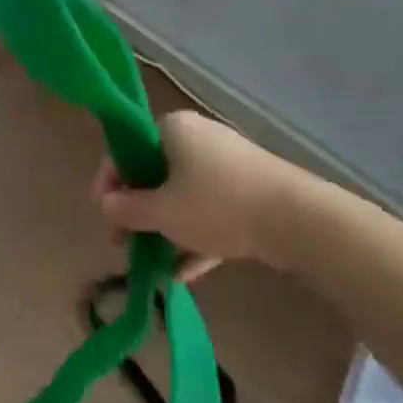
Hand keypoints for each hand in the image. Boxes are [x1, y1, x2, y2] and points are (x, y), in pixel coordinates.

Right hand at [96, 111, 310, 278]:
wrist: (297, 218)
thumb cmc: (216, 205)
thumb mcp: (161, 212)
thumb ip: (126, 209)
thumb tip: (105, 205)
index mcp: (172, 129)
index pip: (126, 151)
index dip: (109, 185)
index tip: (105, 217)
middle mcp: (199, 138)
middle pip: (155, 174)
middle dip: (139, 212)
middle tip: (125, 243)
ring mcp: (228, 164)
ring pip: (184, 196)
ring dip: (166, 229)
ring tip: (152, 264)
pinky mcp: (251, 190)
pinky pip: (212, 211)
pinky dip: (196, 237)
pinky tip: (184, 274)